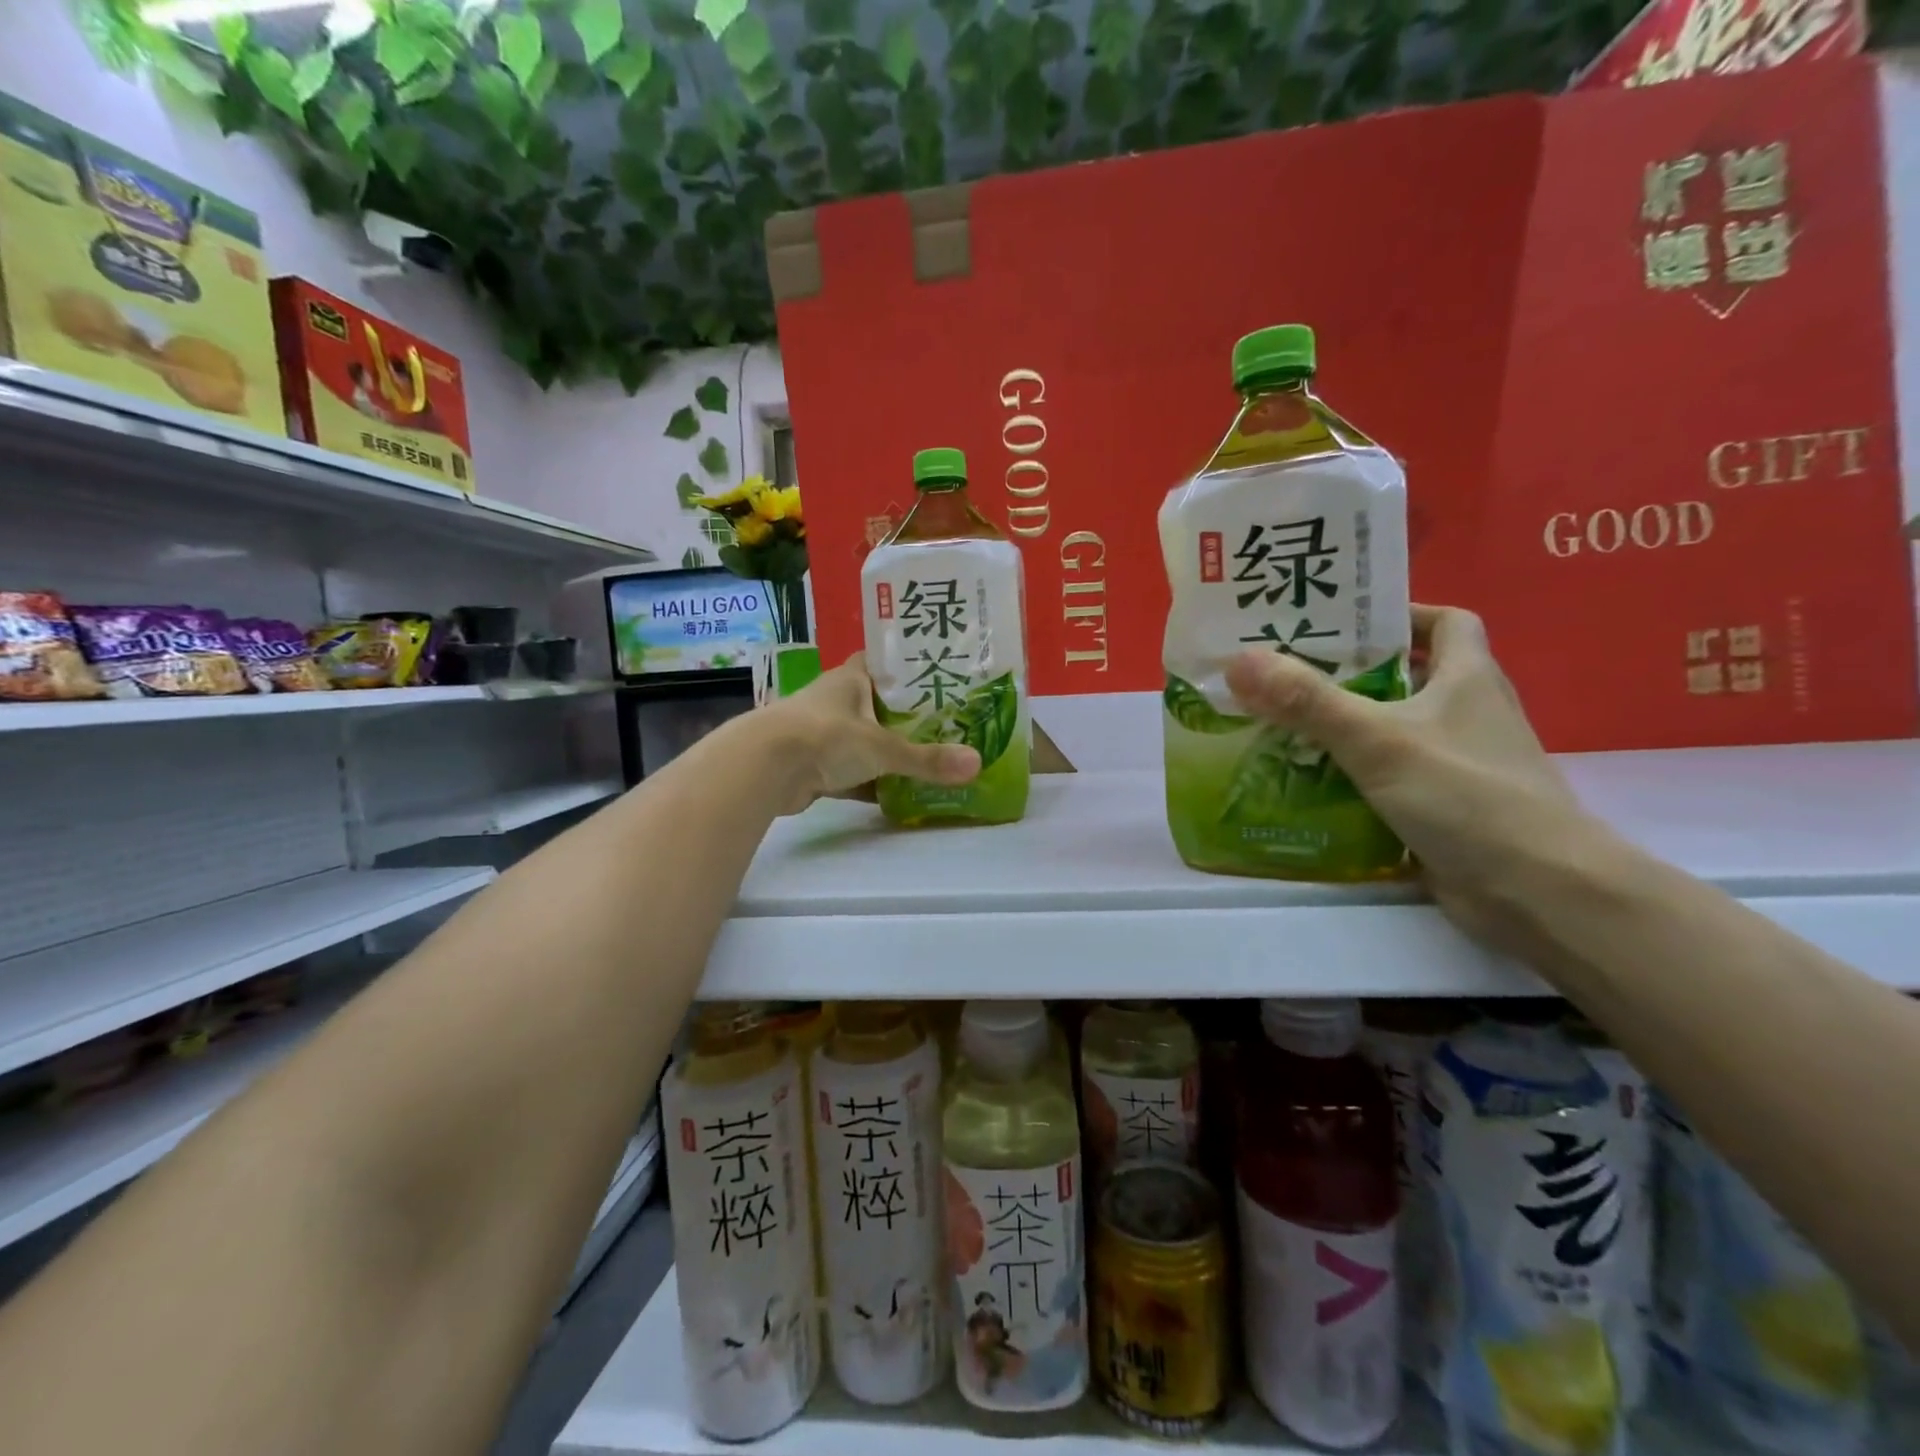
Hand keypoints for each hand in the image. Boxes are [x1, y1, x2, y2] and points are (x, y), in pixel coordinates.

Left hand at [756, 653, 979, 814]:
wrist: (764, 768)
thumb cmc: (826, 736)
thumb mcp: (883, 747)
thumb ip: (928, 759)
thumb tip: (977, 764)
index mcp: (851, 679)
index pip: (885, 664)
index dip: (910, 669)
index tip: (942, 677)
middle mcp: (837, 701)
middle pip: (880, 706)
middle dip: (909, 718)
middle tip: (951, 726)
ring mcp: (823, 734)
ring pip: (866, 742)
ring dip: (890, 753)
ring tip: (934, 760)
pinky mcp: (815, 766)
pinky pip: (852, 773)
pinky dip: (872, 784)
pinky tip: (900, 794)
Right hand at [1225, 605, 1606, 947]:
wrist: (1537, 892)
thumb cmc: (1466, 795)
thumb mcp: (1378, 739)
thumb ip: (1308, 701)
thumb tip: (1238, 660)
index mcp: (1468, 678)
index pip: (1445, 622)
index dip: (1400, 614)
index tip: (1342, 623)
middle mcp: (1467, 714)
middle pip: (1408, 677)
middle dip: (1349, 674)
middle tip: (1285, 672)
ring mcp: (1457, 764)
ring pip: (1393, 731)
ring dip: (1344, 727)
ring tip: (1280, 724)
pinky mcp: (1443, 808)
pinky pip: (1387, 778)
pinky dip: (1351, 776)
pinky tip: (1306, 783)